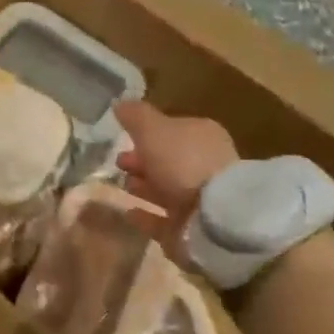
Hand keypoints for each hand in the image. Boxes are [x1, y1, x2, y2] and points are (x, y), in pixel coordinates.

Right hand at [115, 102, 238, 244]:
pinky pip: (162, 220)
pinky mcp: (191, 229)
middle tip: (118, 163)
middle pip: (168, 160)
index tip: (123, 137)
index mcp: (201, 136)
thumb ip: (135, 116)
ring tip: (121, 185)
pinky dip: (145, 215)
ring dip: (143, 186)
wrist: (214, 217)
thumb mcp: (154, 129)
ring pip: (165, 189)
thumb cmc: (183, 162)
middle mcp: (204, 166)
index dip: (147, 133)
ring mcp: (200, 199)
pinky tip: (127, 211)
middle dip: (142, 160)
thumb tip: (120, 104)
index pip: (172, 130)